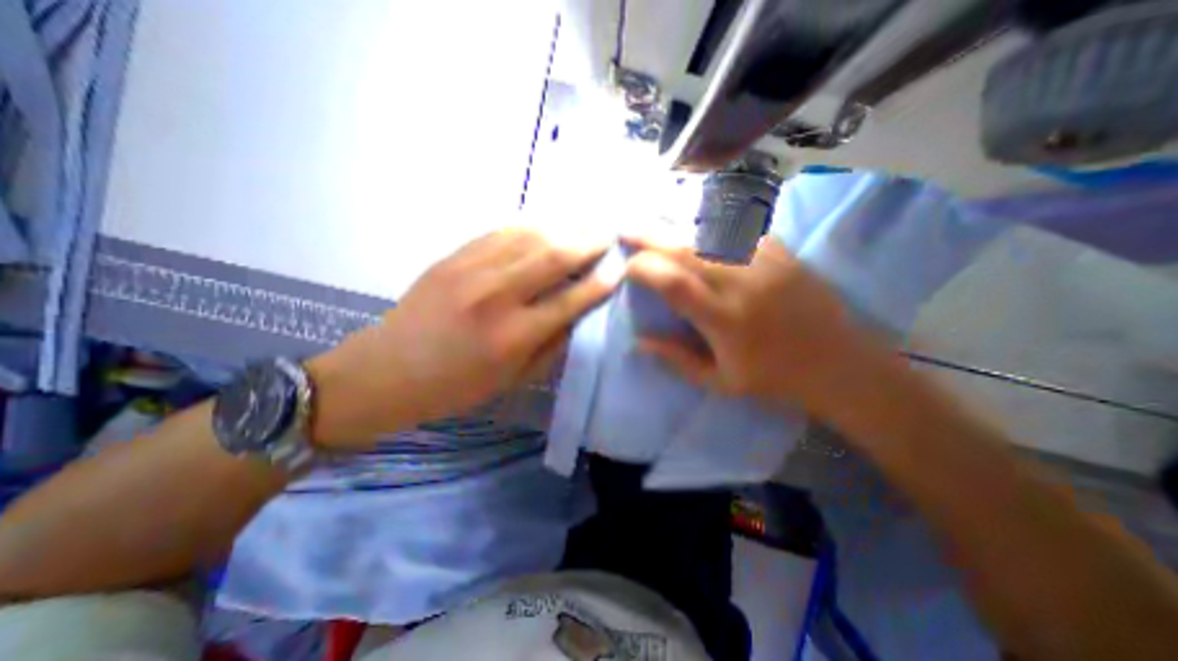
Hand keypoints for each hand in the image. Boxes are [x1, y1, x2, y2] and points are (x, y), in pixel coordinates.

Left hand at [308, 230, 616, 445]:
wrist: (388, 370)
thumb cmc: (456, 386)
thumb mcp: (513, 379)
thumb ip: (552, 345)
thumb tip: (577, 313)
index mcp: (514, 335)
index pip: (572, 299)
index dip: (601, 283)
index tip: (619, 269)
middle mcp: (497, 295)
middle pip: (555, 256)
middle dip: (589, 242)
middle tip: (609, 234)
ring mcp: (472, 269)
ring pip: (530, 235)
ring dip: (563, 227)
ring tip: (584, 225)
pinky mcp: (454, 256)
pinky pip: (501, 231)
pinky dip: (530, 226)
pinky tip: (545, 225)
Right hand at [625, 235, 884, 414]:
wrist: (839, 365)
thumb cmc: (774, 379)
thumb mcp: (718, 382)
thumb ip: (676, 359)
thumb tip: (639, 341)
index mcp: (724, 319)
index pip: (672, 282)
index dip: (643, 268)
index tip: (627, 268)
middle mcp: (742, 282)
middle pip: (686, 248)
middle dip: (649, 235)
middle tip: (626, 229)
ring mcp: (765, 261)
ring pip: (709, 231)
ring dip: (676, 226)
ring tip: (655, 224)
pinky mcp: (783, 251)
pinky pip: (739, 228)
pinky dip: (712, 223)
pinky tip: (698, 224)